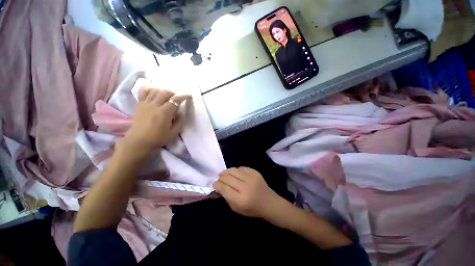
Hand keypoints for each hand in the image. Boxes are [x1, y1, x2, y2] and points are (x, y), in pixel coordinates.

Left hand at [121, 85, 190, 156]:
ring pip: (155, 90)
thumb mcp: (174, 133)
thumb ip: (180, 122)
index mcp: (164, 112)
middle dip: (173, 94)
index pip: (175, 99)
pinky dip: (150, 90)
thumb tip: (180, 113)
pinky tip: (154, 94)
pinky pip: (143, 92)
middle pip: (165, 92)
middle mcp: (154, 105)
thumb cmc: (158, 138)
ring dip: (163, 92)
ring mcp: (145, 104)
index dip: (183, 96)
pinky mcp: (139, 104)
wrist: (139, 141)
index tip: (189, 96)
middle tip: (176, 100)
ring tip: (166, 97)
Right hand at [213, 167, 281, 218]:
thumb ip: (226, 197)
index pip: (224, 188)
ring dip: (226, 171)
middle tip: (219, 178)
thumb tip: (219, 186)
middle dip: (221, 177)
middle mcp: (245, 187)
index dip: (217, 184)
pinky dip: (235, 170)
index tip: (214, 184)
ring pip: (233, 170)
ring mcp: (251, 177)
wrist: (269, 202)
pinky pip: (241, 168)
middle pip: (228, 177)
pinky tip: (234, 173)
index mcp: (240, 199)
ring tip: (223, 173)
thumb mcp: (236, 208)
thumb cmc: (252, 209)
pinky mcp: (255, 172)